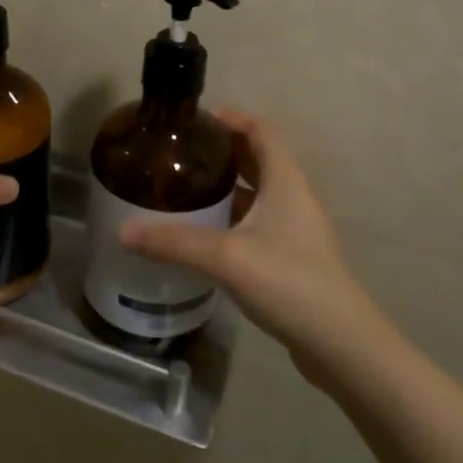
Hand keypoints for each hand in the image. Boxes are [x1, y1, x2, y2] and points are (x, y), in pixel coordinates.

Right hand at [119, 109, 378, 378]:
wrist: (341, 344)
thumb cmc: (289, 282)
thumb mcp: (225, 257)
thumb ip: (174, 242)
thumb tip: (122, 231)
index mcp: (285, 180)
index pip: (261, 130)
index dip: (231, 118)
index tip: (194, 119)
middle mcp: (293, 195)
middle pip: (258, 157)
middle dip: (222, 149)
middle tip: (181, 152)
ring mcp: (295, 227)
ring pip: (258, 190)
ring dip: (228, 183)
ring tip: (186, 185)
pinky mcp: (292, 255)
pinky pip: (258, 219)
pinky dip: (233, 214)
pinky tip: (206, 230)